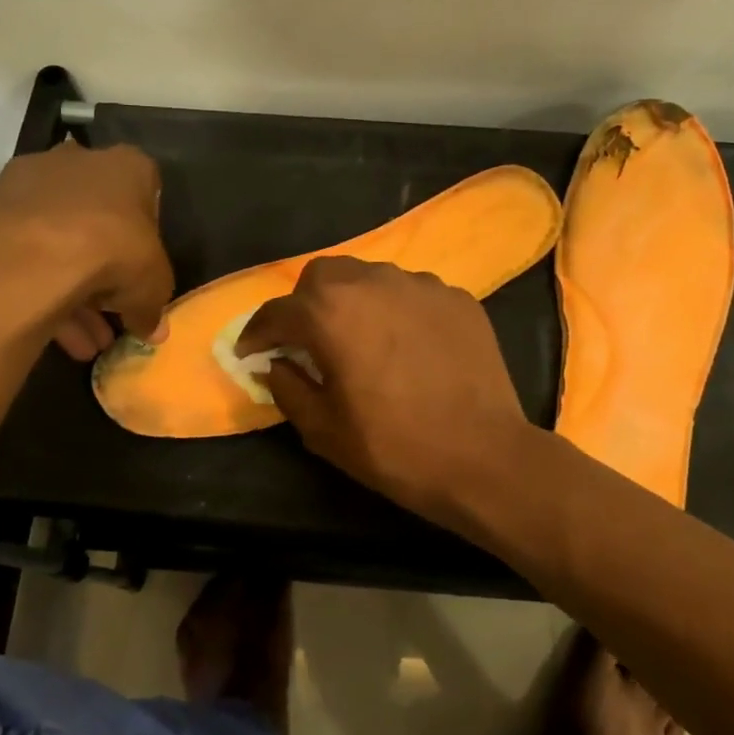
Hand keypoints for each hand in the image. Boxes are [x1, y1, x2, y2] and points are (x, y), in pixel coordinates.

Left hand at [0, 139, 173, 359]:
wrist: (29, 255)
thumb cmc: (112, 253)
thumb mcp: (154, 287)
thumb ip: (153, 306)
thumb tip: (149, 327)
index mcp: (127, 166)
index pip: (146, 194)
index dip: (146, 238)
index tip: (142, 272)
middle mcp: (78, 161)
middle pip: (98, 218)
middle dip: (106, 268)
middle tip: (111, 312)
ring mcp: (29, 182)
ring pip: (59, 239)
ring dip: (74, 289)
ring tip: (85, 341)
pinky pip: (26, 251)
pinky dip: (41, 289)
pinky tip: (56, 334)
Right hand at [237, 257, 532, 524]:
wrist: (483, 457)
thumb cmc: (393, 448)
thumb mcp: (323, 429)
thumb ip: (288, 387)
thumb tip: (276, 363)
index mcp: (331, 313)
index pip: (277, 312)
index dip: (257, 333)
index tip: (250, 352)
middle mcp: (373, 283)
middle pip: (323, 277)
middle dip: (305, 304)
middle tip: (306, 341)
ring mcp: (421, 285)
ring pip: (370, 277)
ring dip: (352, 302)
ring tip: (361, 339)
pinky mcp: (457, 298)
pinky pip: (412, 293)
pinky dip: (396, 311)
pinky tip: (407, 345)